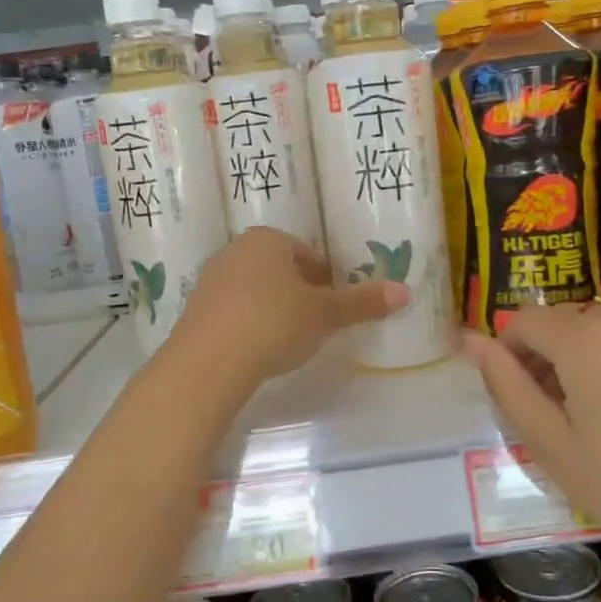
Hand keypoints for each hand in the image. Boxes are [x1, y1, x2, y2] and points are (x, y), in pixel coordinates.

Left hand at [173, 228, 408, 384]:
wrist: (209, 362)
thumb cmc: (274, 322)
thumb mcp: (324, 314)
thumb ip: (361, 303)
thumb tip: (405, 292)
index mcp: (268, 240)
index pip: (308, 254)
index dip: (327, 280)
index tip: (335, 307)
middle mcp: (236, 251)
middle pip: (280, 270)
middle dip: (300, 293)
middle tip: (317, 325)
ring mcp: (211, 280)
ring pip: (256, 290)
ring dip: (274, 309)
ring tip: (289, 341)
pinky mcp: (195, 311)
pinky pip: (234, 311)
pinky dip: (250, 325)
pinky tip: (259, 350)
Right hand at [465, 304, 600, 601]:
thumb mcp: (551, 445)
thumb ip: (506, 385)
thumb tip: (471, 340)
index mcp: (584, 340)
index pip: (525, 320)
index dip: (511, 352)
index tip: (521, 395)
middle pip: (566, 320)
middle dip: (549, 353)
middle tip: (559, 413)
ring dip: (588, 354)